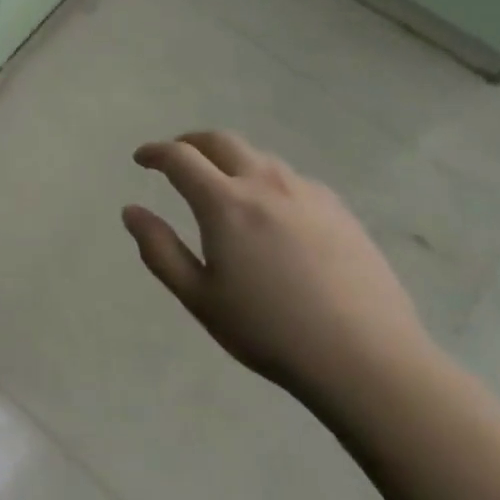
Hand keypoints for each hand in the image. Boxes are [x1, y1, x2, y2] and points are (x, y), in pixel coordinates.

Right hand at [122, 130, 437, 407]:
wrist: (367, 359)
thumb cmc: (270, 331)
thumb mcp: (199, 297)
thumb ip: (159, 249)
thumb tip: (131, 211)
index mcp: (225, 203)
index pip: (180, 158)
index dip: (155, 152)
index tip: (141, 159)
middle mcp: (265, 184)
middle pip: (220, 140)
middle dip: (190, 142)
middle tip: (175, 157)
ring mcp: (307, 193)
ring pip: (258, 157)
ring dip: (230, 159)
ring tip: (221, 184)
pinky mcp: (339, 210)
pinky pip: (291, 179)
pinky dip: (266, 180)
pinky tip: (270, 212)